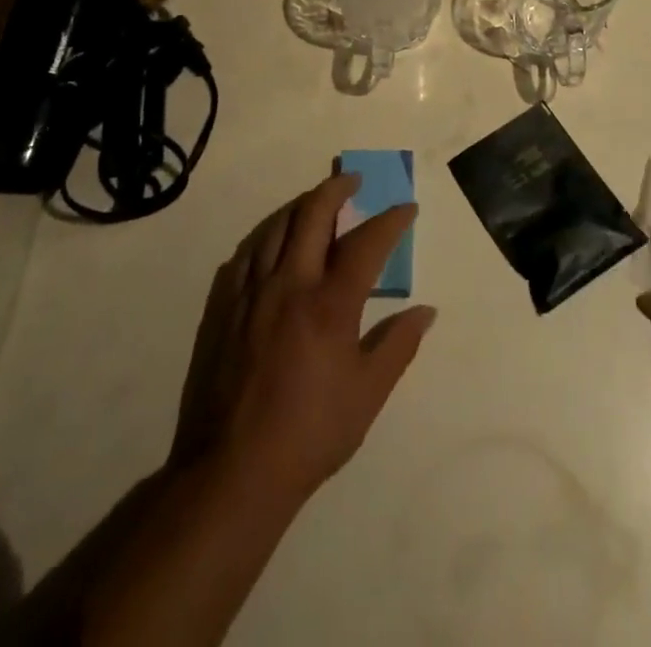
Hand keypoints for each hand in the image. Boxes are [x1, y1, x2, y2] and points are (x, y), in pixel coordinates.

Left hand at [169, 173, 435, 508]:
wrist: (234, 471)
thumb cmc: (310, 433)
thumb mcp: (368, 394)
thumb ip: (398, 346)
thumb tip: (425, 312)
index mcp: (329, 305)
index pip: (366, 244)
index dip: (390, 221)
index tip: (405, 208)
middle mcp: (289, 285)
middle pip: (312, 215)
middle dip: (335, 189)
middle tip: (352, 180)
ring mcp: (252, 294)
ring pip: (275, 227)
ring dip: (300, 207)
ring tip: (315, 203)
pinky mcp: (224, 309)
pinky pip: (246, 255)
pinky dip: (266, 237)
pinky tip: (272, 243)